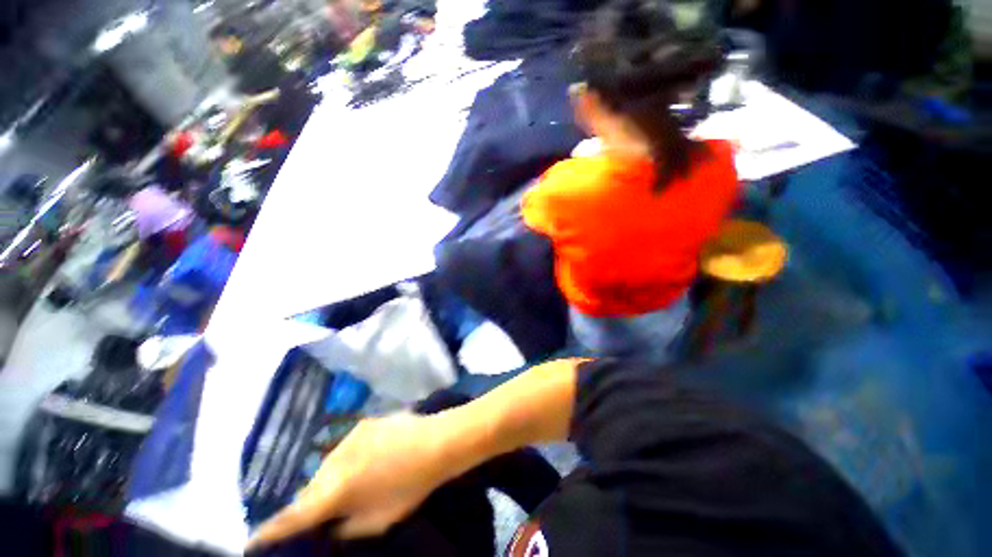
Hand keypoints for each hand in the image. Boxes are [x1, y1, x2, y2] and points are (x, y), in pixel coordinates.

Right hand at [246, 413, 451, 550]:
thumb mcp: (376, 521)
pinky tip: (364, 463)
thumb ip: (344, 527)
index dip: (270, 531)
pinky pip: (344, 449)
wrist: (436, 442)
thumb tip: (327, 524)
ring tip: (347, 487)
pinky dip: (346, 461)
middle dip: (310, 503)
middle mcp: (335, 459)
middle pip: (310, 488)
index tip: (251, 541)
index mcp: (337, 489)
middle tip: (318, 515)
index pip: (294, 516)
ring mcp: (349, 437)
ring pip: (326, 466)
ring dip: (329, 480)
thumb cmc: (410, 485)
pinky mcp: (363, 423)